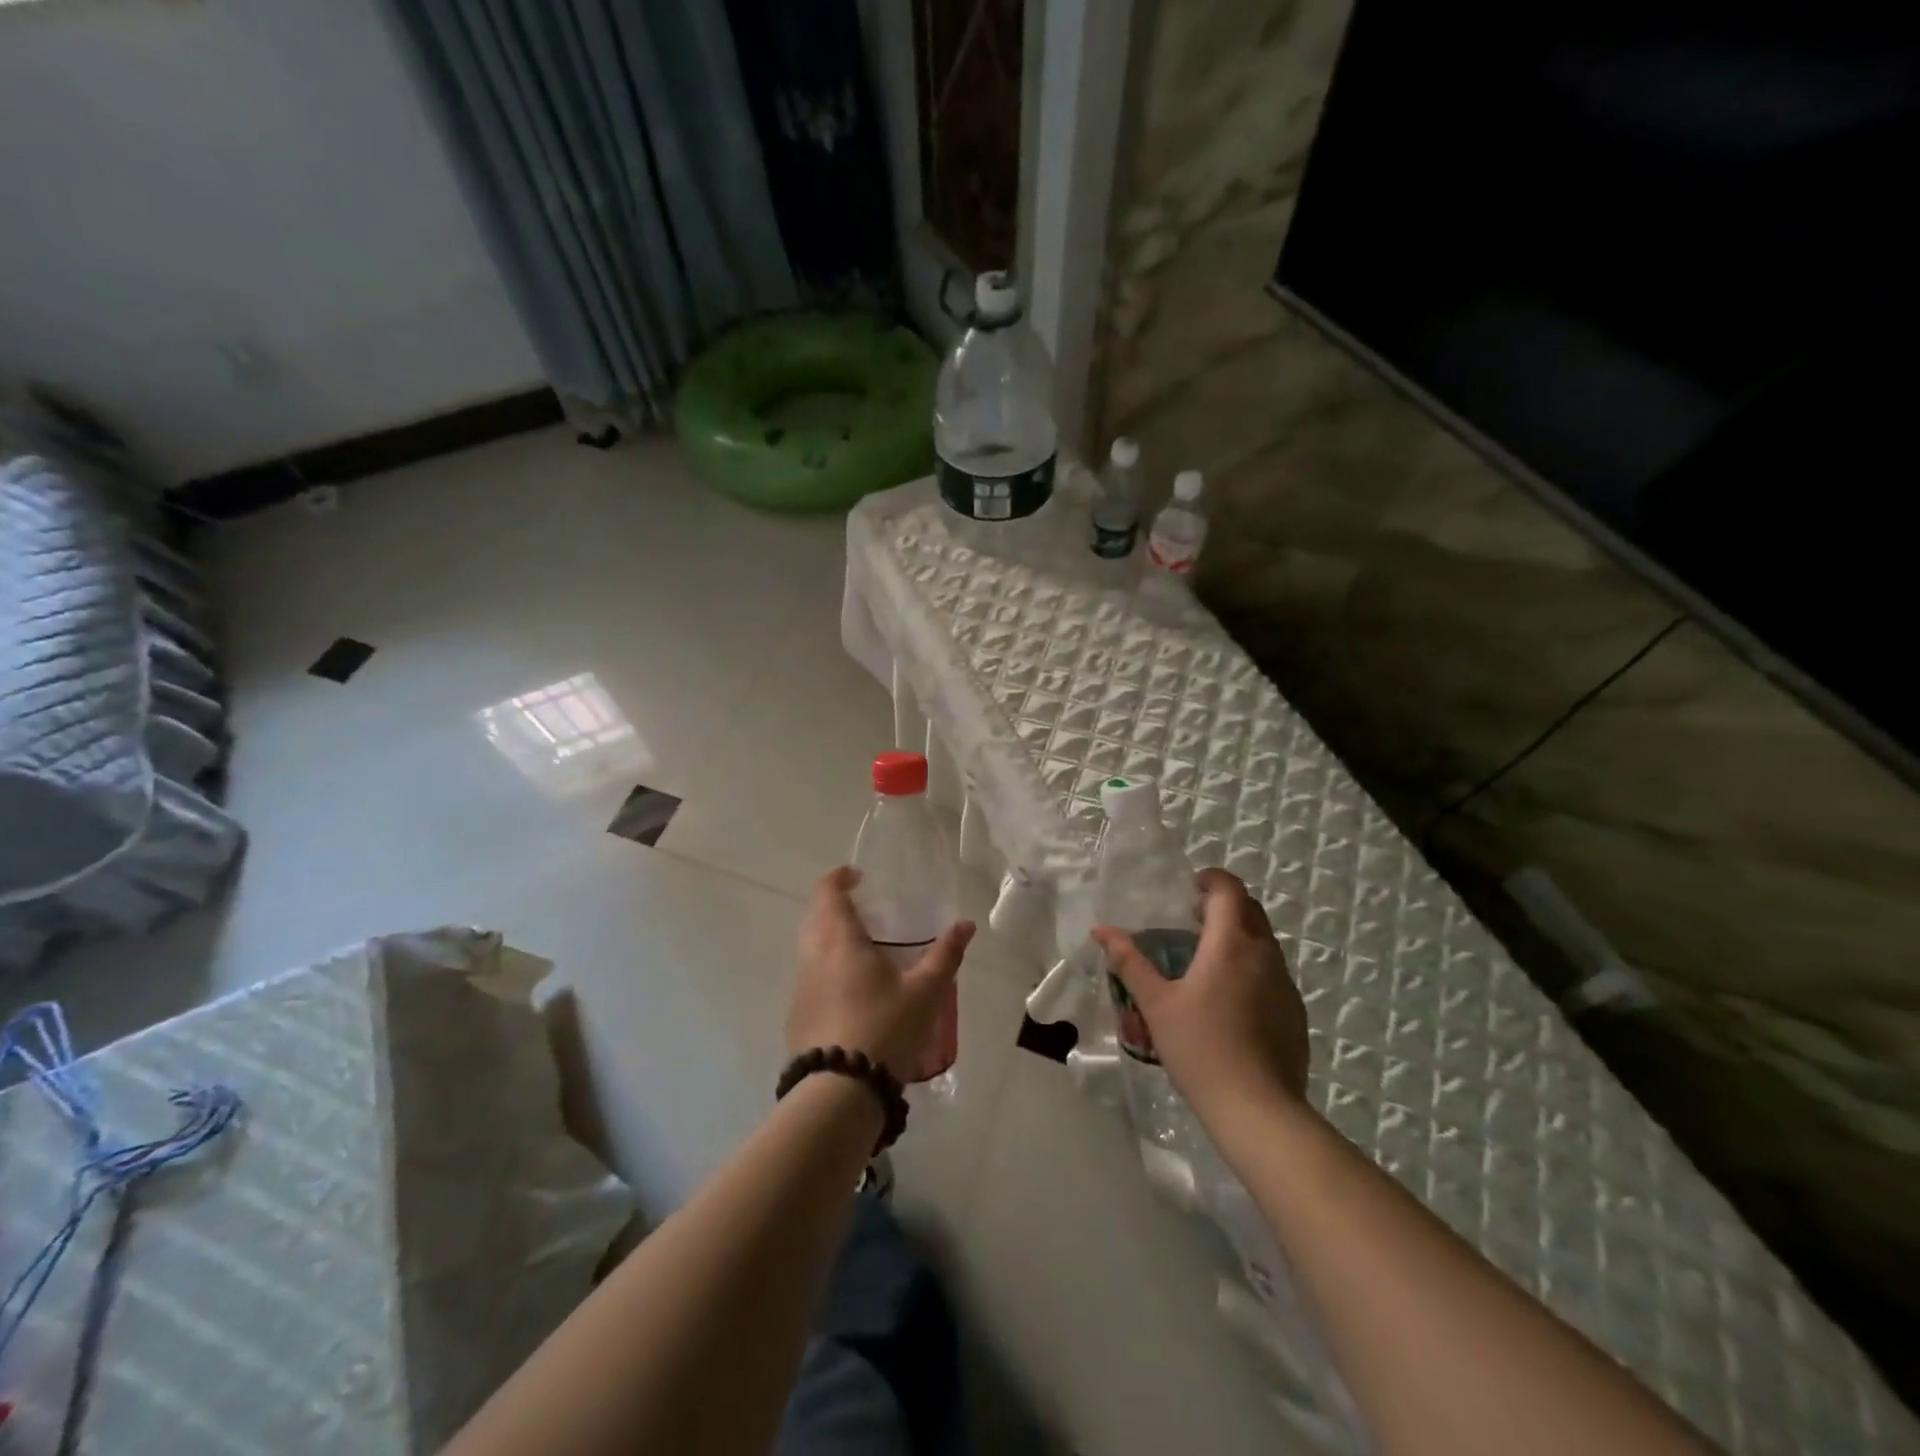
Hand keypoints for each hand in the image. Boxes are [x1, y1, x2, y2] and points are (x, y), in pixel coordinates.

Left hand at [787, 866, 974, 1082]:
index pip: (828, 892)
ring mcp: (801, 988)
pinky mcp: (797, 1017)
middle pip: (816, 918)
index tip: (858, 876)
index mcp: (840, 940)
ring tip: (866, 952)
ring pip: (811, 949)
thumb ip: (945, 955)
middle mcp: (813, 957)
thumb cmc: (884, 1029)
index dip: (840, 878)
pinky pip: (811, 978)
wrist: (839, 1092)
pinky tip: (854, 993)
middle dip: (837, 908)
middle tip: (868, 914)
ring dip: (832, 940)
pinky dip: (829, 970)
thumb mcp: (925, 992)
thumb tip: (965, 924)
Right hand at [1093, 868, 1308, 1116]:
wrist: (1257, 1109)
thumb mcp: (1156, 1004)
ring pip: (1264, 942)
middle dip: (1224, 906)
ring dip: (1238, 937)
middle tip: (1193, 922)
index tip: (1189, 889)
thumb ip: (1130, 962)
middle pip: (1251, 910)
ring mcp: (1285, 984)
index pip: (1229, 890)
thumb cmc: (1200, 1048)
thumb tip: (1102, 931)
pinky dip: (1251, 968)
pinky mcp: (1295, 1012)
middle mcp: (1264, 954)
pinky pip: (1273, 973)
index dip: (1211, 879)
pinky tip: (1230, 1002)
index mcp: (1230, 944)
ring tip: (1207, 962)